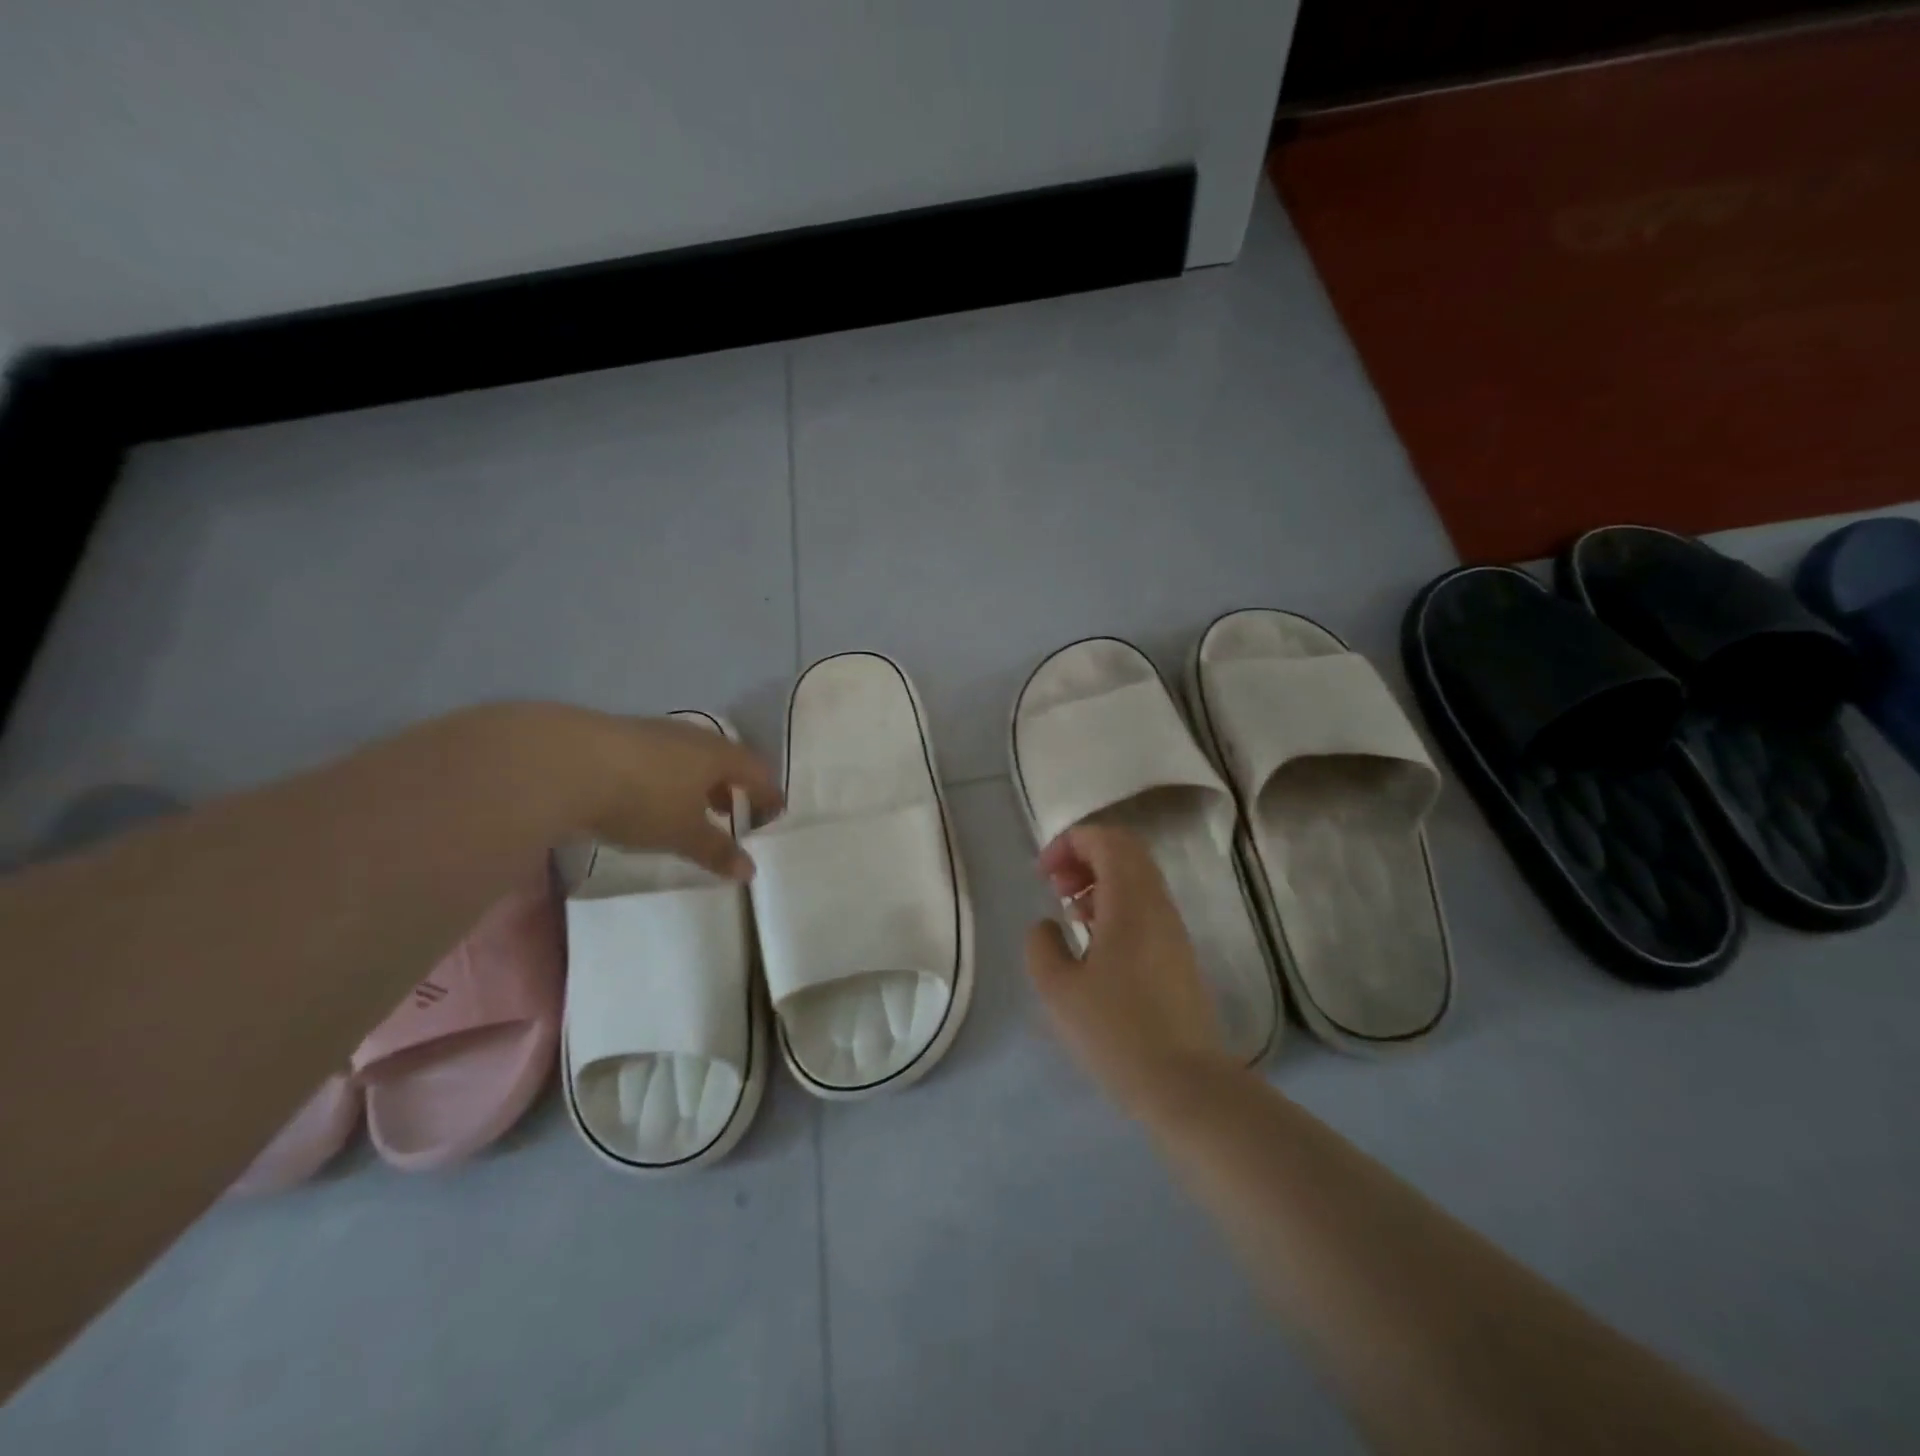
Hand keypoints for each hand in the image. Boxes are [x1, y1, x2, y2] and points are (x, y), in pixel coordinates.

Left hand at [575, 712, 783, 879]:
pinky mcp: (619, 736)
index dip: (768, 793)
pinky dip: (666, 776)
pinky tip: (649, 794)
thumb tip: (749, 870)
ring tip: (691, 806)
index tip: (775, 812)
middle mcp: (692, 737)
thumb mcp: (683, 833)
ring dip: (697, 781)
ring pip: (688, 756)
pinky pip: (658, 757)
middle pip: (724, 759)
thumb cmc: (643, 798)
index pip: (757, 771)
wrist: (565, 762)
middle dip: (732, 785)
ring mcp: (654, 732)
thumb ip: (717, 851)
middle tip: (733, 810)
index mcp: (719, 755)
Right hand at [1024, 824, 1231, 1115]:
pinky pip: (1145, 907)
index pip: (1107, 840)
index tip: (1043, 874)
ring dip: (1099, 882)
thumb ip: (1041, 945)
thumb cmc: (1116, 1032)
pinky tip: (1094, 943)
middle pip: (1125, 852)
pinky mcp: (1178, 955)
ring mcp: (1173, 930)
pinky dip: (1115, 905)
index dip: (1070, 843)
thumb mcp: (1058, 989)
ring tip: (1069, 914)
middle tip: (1054, 886)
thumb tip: (1048, 925)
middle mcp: (1158, 905)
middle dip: (1084, 856)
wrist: (1185, 1085)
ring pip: (1137, 879)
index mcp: (1130, 901)